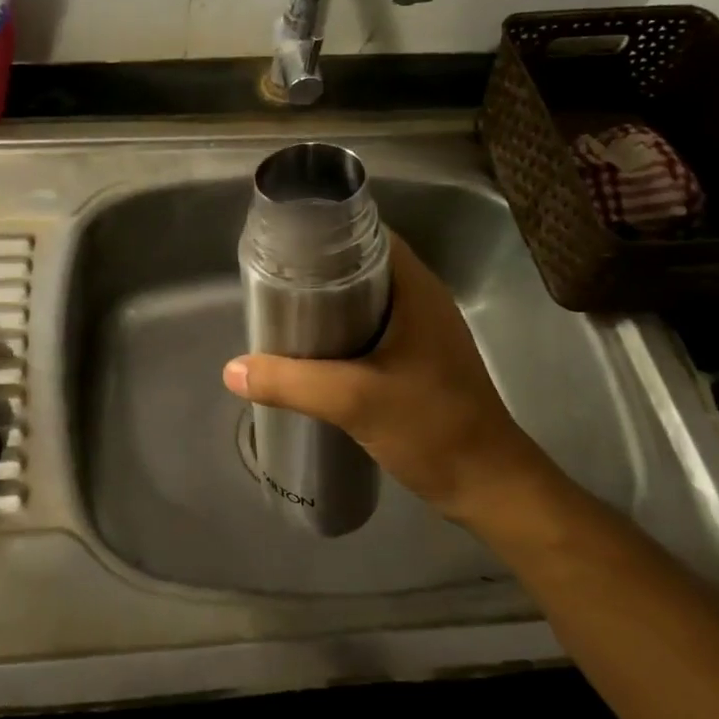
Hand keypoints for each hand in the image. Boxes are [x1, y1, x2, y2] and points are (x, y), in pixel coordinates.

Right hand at [222, 231, 554, 518]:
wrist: (487, 485)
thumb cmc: (432, 427)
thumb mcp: (354, 400)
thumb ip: (291, 383)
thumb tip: (231, 370)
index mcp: (416, 289)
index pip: (368, 236)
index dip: (325, 234)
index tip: (282, 247)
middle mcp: (421, 300)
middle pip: (360, 267)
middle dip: (316, 272)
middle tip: (272, 284)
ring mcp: (421, 333)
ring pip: (364, 302)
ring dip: (326, 306)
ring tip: (282, 315)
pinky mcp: (416, 361)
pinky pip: (370, 331)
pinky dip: (339, 333)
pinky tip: (310, 354)